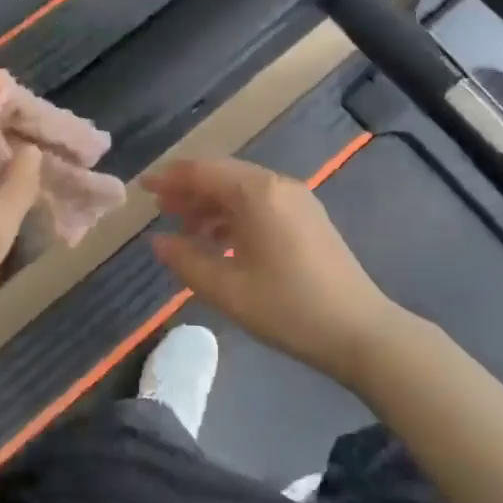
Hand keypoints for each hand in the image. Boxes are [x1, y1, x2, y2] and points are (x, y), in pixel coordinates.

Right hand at [142, 157, 399, 382]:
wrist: (360, 331)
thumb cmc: (288, 308)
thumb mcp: (227, 289)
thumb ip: (186, 260)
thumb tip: (158, 241)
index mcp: (258, 193)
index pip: (204, 172)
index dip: (170, 178)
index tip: (143, 187)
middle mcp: (279, 185)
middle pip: (224, 176)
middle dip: (190, 190)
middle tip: (160, 208)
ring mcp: (298, 200)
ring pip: (243, 191)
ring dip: (212, 204)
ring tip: (185, 228)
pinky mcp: (309, 218)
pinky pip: (262, 204)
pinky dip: (235, 216)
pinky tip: (220, 241)